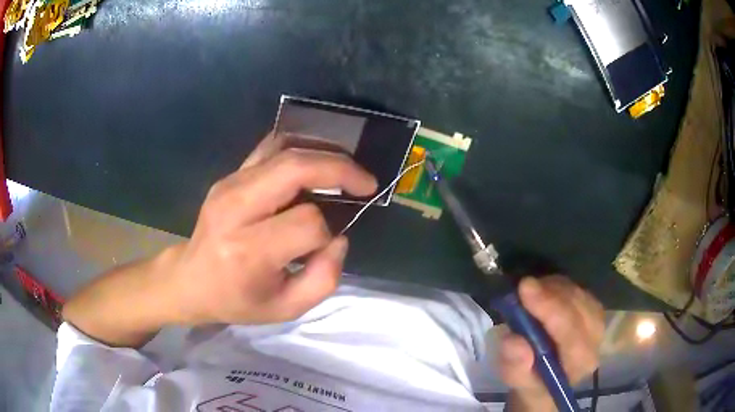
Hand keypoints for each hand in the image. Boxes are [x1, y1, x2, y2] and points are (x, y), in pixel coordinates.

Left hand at [165, 133, 377, 325]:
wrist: (191, 280)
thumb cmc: (237, 300)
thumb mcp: (286, 309)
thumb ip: (323, 278)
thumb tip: (339, 237)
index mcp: (249, 250)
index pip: (307, 223)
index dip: (328, 233)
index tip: (328, 245)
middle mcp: (236, 208)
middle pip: (295, 168)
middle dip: (339, 169)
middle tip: (365, 181)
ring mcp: (230, 185)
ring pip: (284, 149)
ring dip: (323, 153)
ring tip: (346, 168)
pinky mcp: (229, 176)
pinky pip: (269, 147)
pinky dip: (300, 147)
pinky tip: (317, 159)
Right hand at [498, 276, 604, 411]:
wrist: (547, 382)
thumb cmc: (532, 384)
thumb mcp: (517, 383)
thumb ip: (516, 367)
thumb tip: (513, 341)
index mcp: (580, 363)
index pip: (571, 332)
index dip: (549, 309)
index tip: (525, 288)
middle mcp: (595, 340)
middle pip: (578, 308)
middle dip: (550, 295)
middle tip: (522, 286)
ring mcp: (597, 322)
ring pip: (578, 295)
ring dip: (552, 289)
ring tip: (529, 293)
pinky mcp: (593, 309)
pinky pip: (577, 289)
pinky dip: (558, 287)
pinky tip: (542, 292)